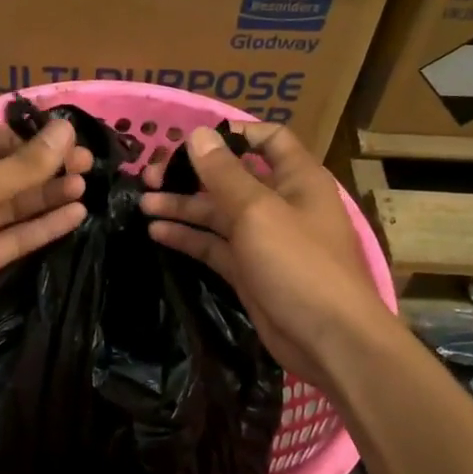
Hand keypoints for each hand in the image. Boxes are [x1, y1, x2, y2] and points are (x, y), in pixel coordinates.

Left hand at [0, 118, 92, 355]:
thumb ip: (24, 165)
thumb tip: (67, 129)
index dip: (29, 139)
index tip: (69, 140)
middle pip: (5, 172)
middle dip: (44, 167)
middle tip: (88, 165)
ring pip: (11, 206)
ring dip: (47, 195)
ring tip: (86, 187)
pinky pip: (12, 237)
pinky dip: (41, 226)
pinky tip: (75, 215)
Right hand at [141, 125, 392, 383]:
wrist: (329, 339)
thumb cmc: (300, 264)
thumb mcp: (258, 212)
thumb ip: (224, 173)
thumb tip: (198, 134)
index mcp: (296, 178)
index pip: (268, 139)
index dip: (233, 135)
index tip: (192, 141)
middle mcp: (280, 203)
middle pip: (232, 177)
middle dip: (192, 174)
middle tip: (149, 177)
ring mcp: (264, 239)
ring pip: (218, 213)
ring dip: (183, 206)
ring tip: (143, 203)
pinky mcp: (249, 271)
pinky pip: (214, 245)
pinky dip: (188, 237)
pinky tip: (157, 231)